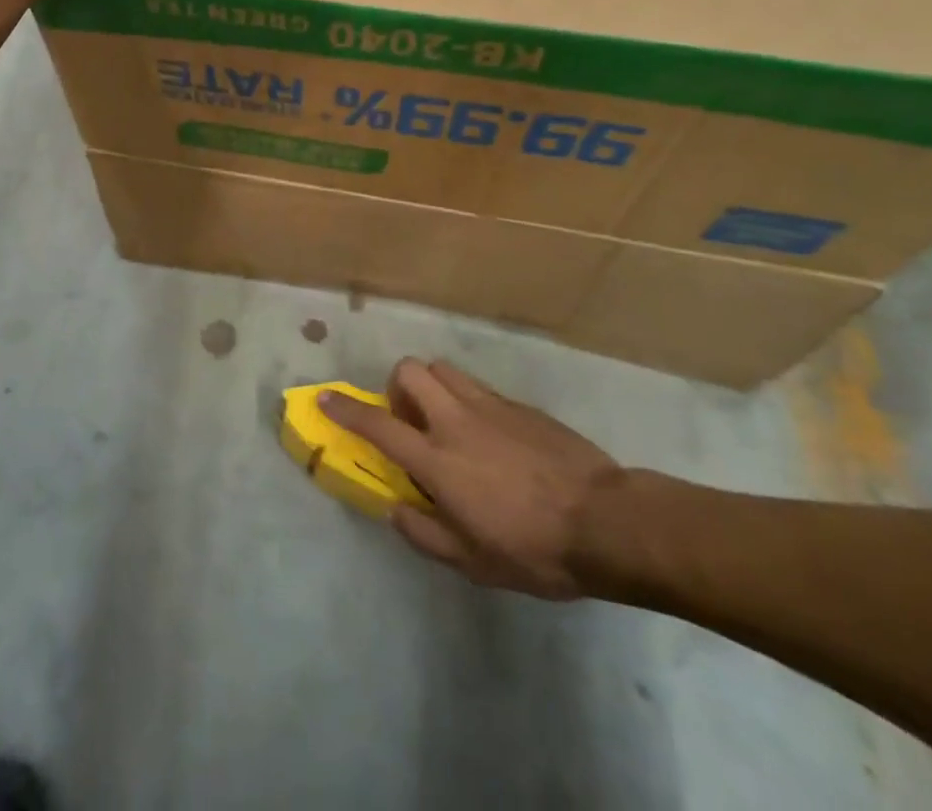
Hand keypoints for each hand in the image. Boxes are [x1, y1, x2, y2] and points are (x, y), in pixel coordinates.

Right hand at [319, 358, 621, 599]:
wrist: (605, 521)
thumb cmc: (534, 549)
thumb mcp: (473, 563)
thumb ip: (425, 534)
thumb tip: (395, 510)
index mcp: (439, 460)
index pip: (379, 425)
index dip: (346, 411)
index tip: (325, 399)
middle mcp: (457, 421)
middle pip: (411, 371)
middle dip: (397, 387)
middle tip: (409, 422)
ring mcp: (490, 406)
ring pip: (444, 369)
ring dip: (431, 387)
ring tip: (445, 423)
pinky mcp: (518, 405)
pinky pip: (477, 386)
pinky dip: (466, 399)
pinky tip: (488, 435)